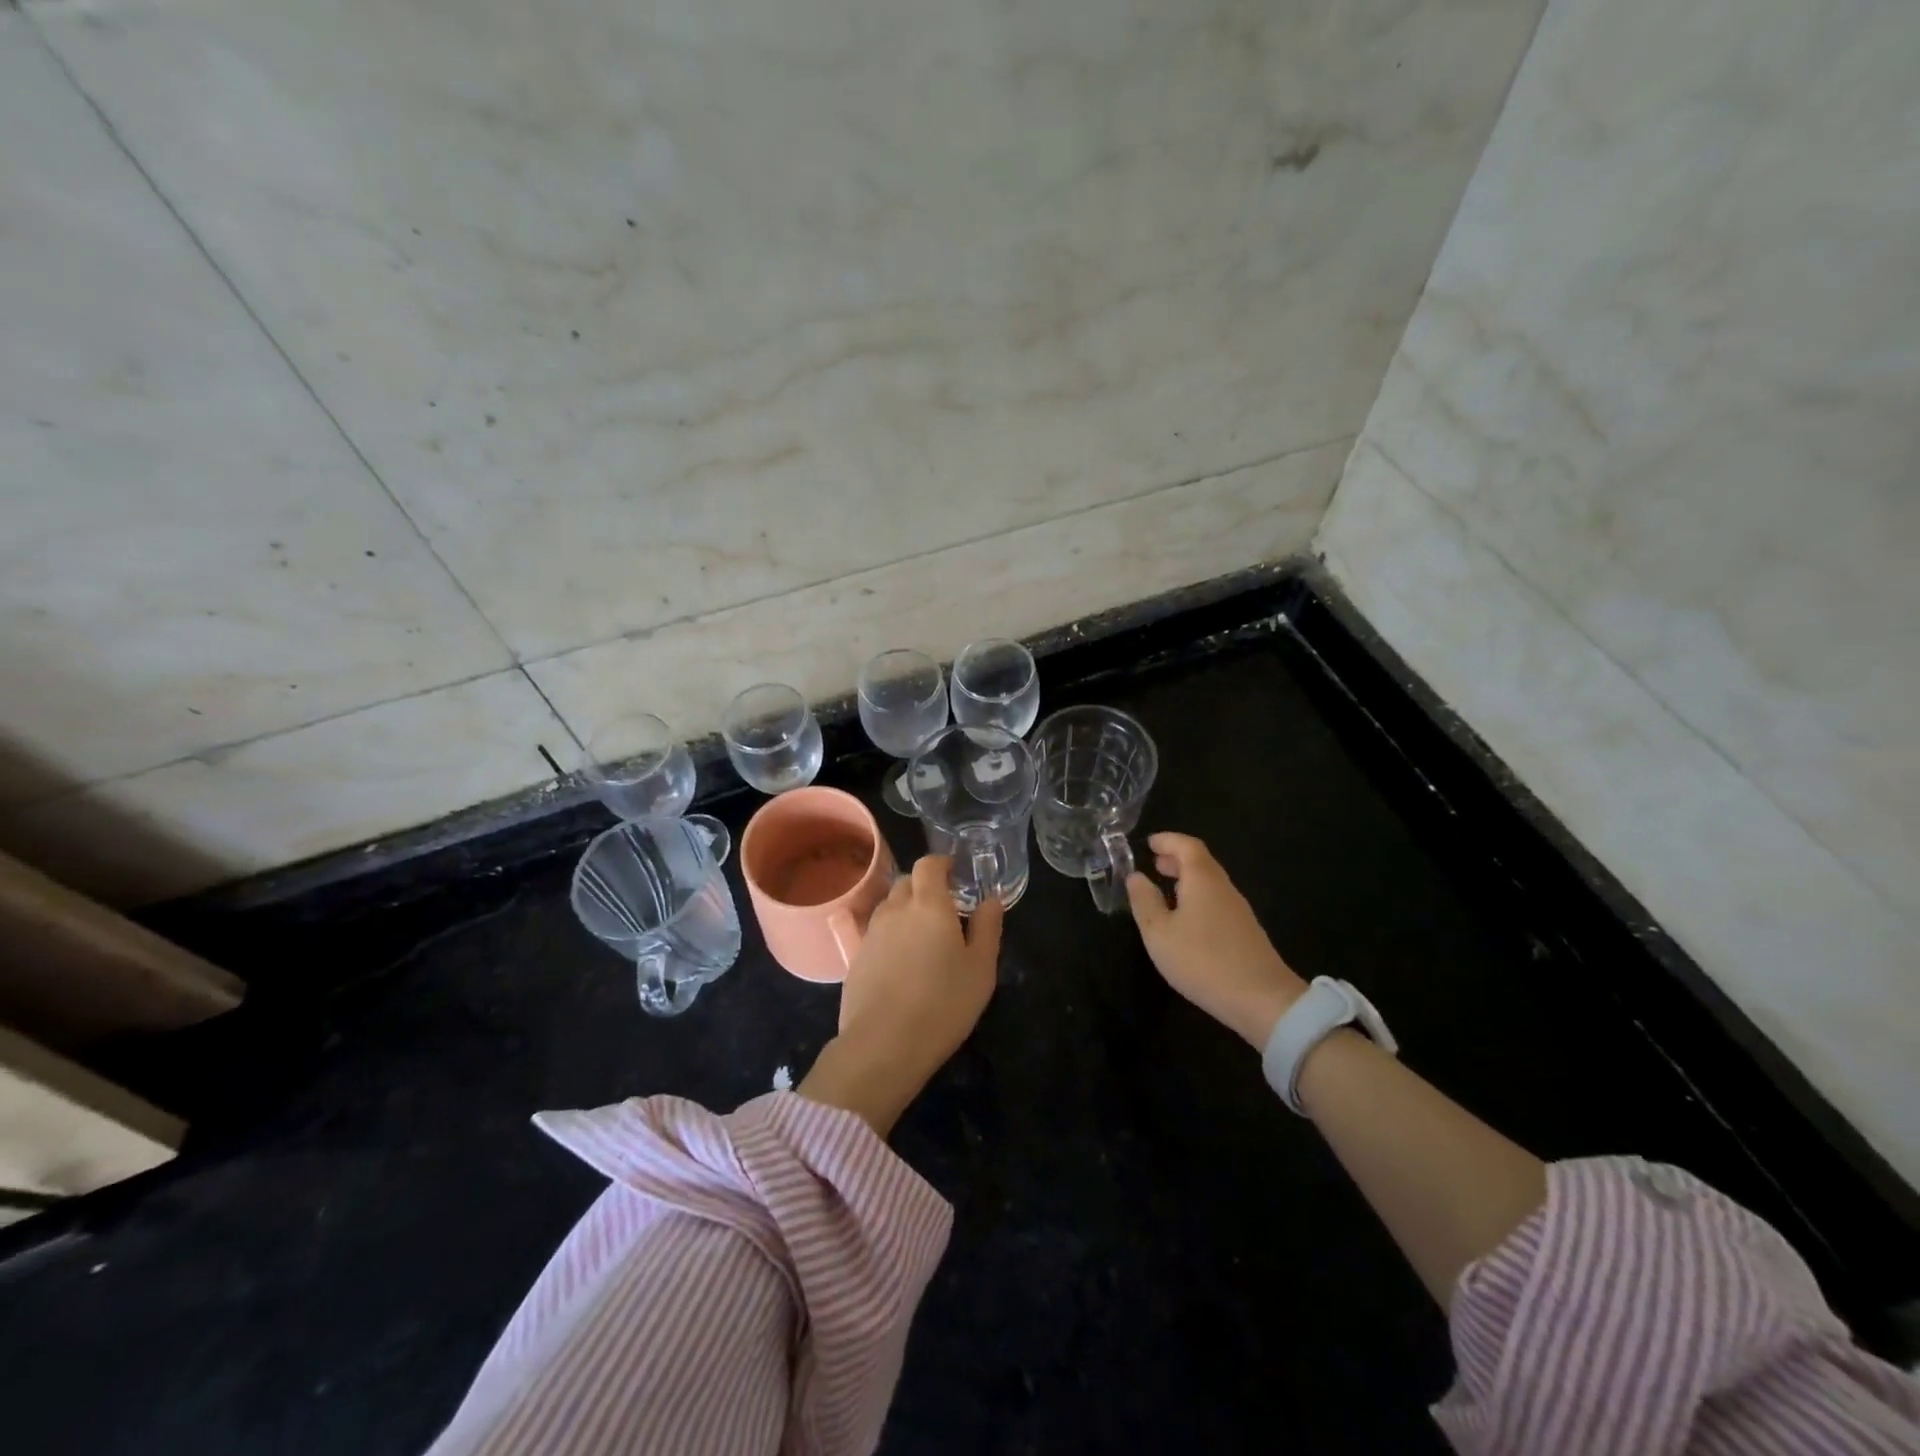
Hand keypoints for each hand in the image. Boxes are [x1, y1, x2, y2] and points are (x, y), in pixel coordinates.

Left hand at [798, 855, 1002, 1135]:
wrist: (883, 1045)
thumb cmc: (943, 1004)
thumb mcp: (981, 969)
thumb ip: (987, 928)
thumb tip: (991, 900)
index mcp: (929, 905)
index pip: (928, 864)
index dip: (941, 864)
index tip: (955, 874)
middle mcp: (896, 910)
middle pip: (907, 882)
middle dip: (925, 887)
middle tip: (944, 909)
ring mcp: (872, 933)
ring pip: (890, 907)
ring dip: (906, 910)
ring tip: (923, 937)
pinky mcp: (856, 957)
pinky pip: (877, 933)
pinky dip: (891, 936)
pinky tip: (903, 963)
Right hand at [1125, 832, 1306, 1048]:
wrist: (1262, 1000)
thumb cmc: (1202, 960)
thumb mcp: (1159, 933)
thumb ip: (1145, 901)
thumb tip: (1135, 876)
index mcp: (1202, 879)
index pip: (1186, 845)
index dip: (1167, 840)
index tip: (1149, 843)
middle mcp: (1223, 887)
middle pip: (1201, 862)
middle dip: (1176, 858)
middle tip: (1154, 863)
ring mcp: (1238, 910)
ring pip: (1210, 882)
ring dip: (1187, 879)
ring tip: (1165, 889)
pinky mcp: (1245, 931)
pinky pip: (1217, 901)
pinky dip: (1197, 897)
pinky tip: (1186, 919)